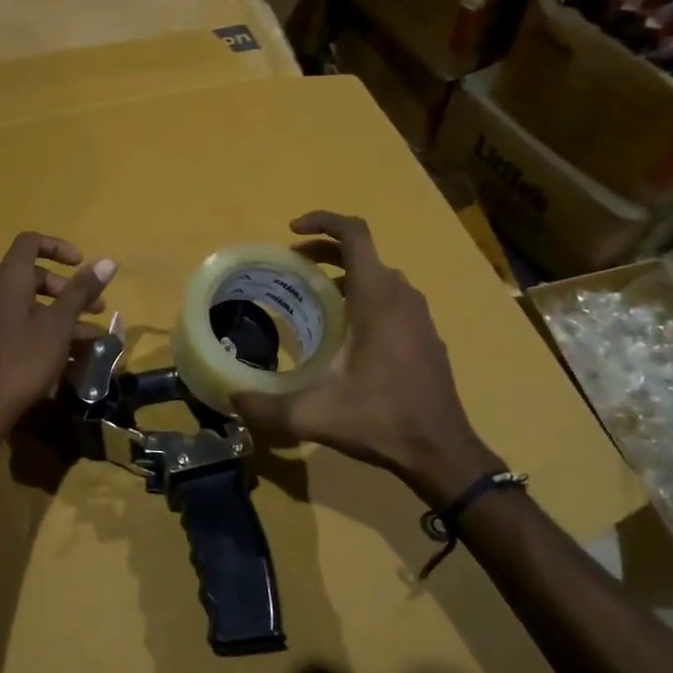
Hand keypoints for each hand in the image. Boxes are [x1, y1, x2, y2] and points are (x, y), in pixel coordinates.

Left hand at [0, 233, 116, 439]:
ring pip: (27, 305)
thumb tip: (108, 261)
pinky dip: (41, 331)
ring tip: (89, 340)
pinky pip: (16, 325)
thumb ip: (82, 291)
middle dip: (67, 290)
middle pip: (31, 277)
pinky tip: (64, 357)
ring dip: (59, 316)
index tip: (82, 265)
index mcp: (7, 280)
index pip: (30, 243)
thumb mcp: (59, 326)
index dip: (58, 247)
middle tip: (94, 310)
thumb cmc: (22, 361)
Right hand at [233, 212, 497, 506]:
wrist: (441, 451)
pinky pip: (391, 300)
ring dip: (345, 276)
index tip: (291, 232)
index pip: (354, 234)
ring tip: (312, 299)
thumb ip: (266, 407)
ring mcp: (419, 316)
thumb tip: (231, 399)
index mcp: (378, 298)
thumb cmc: (380, 420)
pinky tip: (344, 334)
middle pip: (363, 254)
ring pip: (379, 277)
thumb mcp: (314, 415)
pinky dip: (364, 298)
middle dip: (324, 252)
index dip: (322, 221)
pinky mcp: (425, 336)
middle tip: (291, 268)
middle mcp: (402, 297)